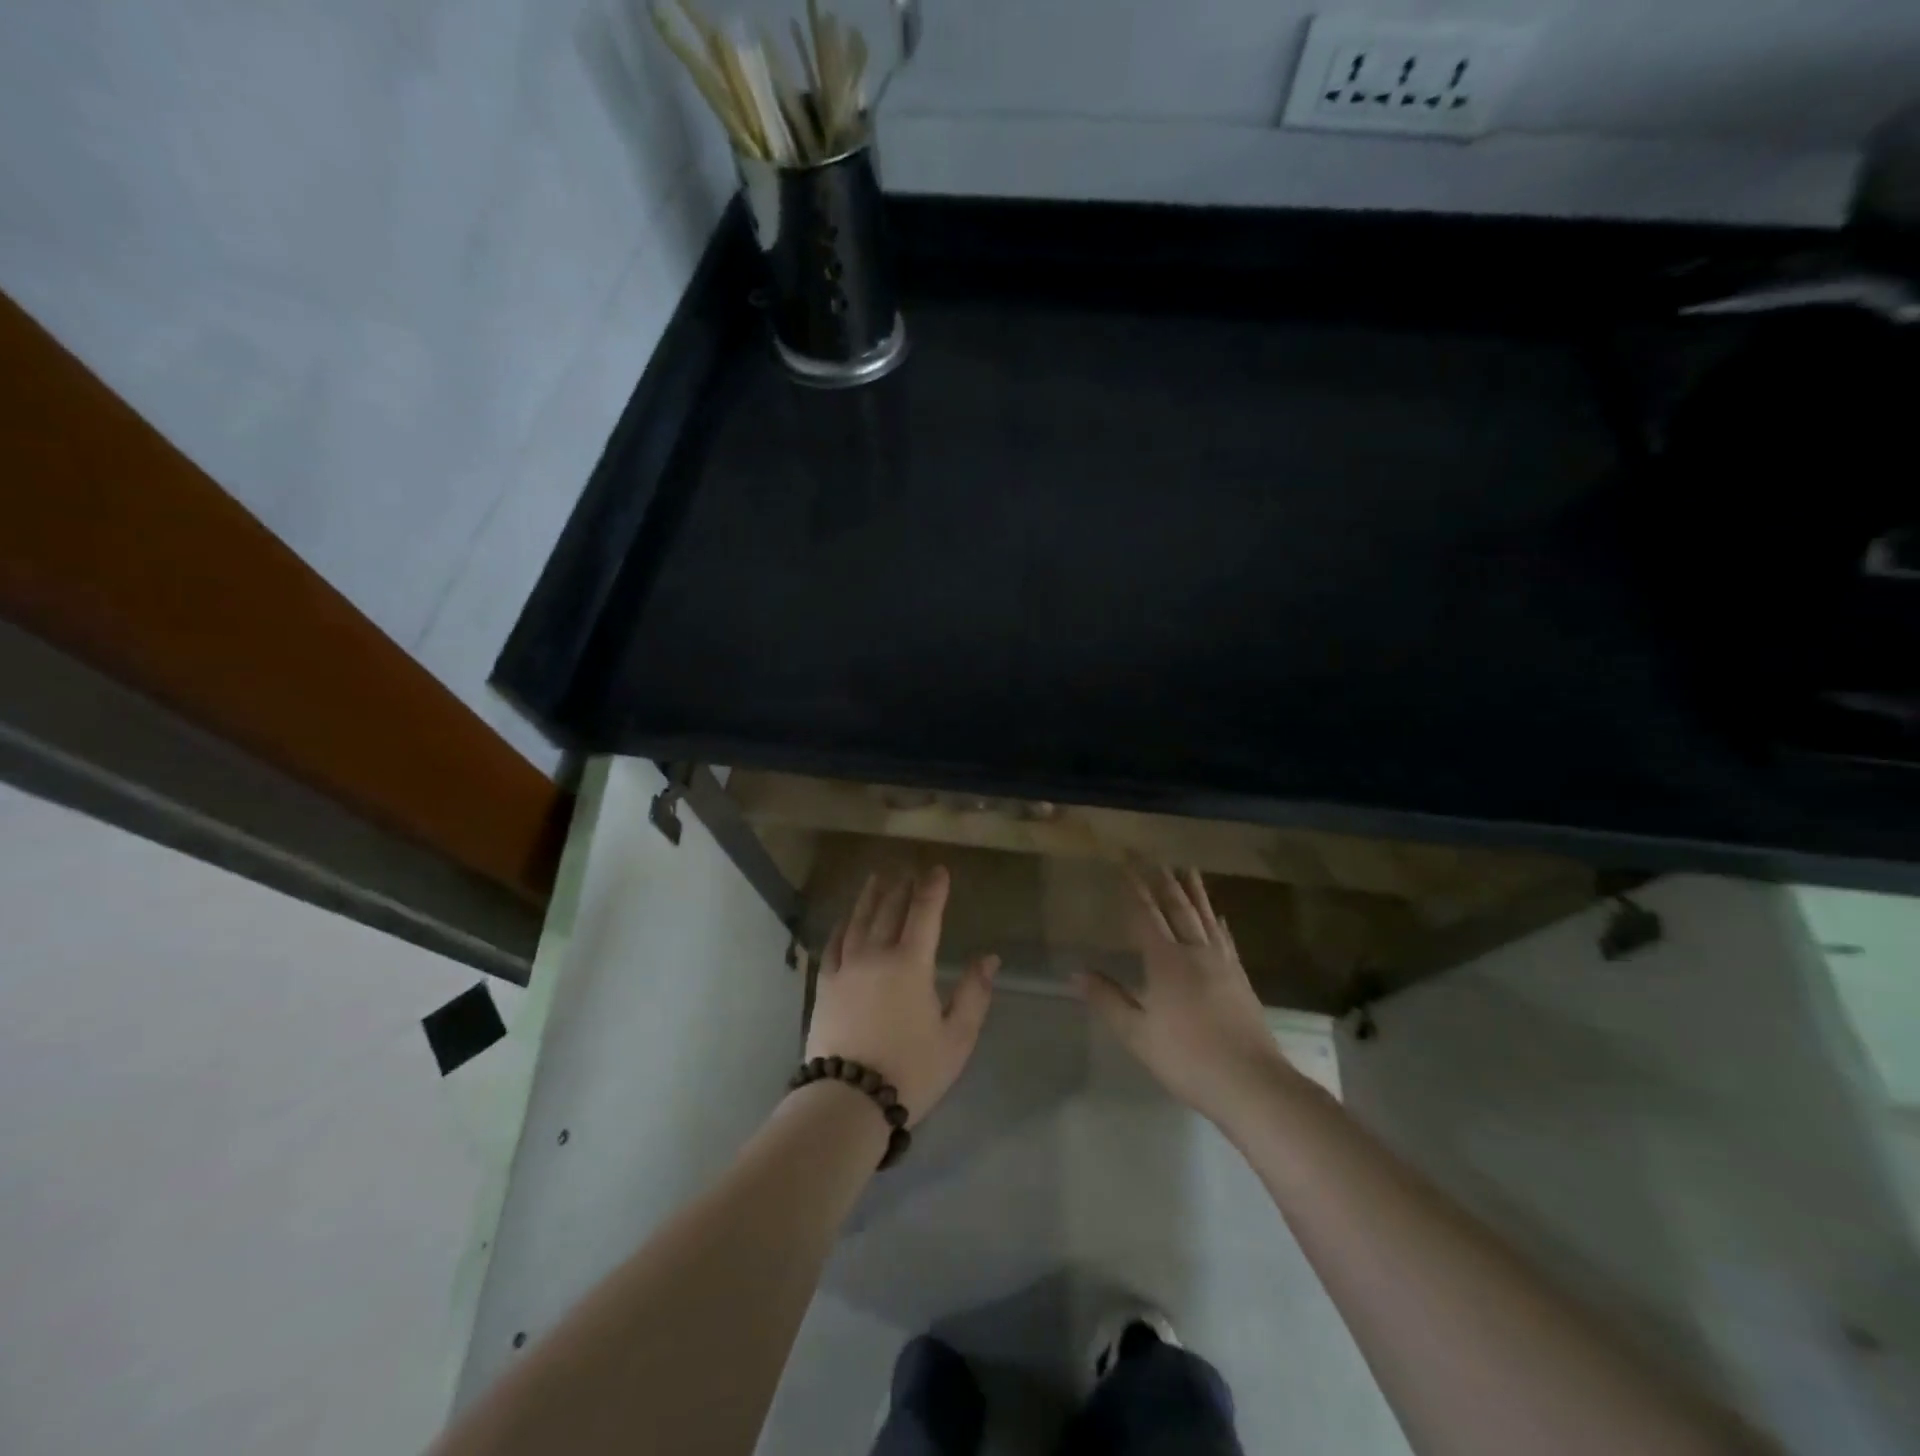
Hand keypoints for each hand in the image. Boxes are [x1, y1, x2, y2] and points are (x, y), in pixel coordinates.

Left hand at [804, 867, 997, 1125]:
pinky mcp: (826, 985)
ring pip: (858, 920)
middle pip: (889, 910)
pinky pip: (833, 944)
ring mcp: (846, 968)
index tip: (938, 869)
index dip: (933, 888)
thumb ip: (974, 994)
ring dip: (870, 896)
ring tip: (877, 878)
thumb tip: (989, 958)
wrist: (849, 1100)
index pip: (924, 913)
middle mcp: (876, 955)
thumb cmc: (911, 1070)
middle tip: (908, 870)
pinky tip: (845, 919)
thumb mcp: (956, 1038)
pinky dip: (842, 925)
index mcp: (910, 963)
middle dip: (902, 887)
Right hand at [1075, 864, 1294, 1127]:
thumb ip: (1107, 999)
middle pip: (1177, 908)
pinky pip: (1225, 938)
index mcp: (1166, 961)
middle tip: (1153, 857)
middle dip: (1162, 881)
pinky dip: (1218, 921)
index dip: (1134, 889)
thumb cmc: (1186, 1058)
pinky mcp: (1240, 978)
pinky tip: (1219, 915)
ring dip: (1194, 892)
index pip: (1146, 915)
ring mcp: (1222, 963)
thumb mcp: (1137, 1033)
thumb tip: (1075, 973)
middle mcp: (1195, 952)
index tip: (1125, 864)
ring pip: (1205, 917)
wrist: (1251, 1083)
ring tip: (1187, 868)